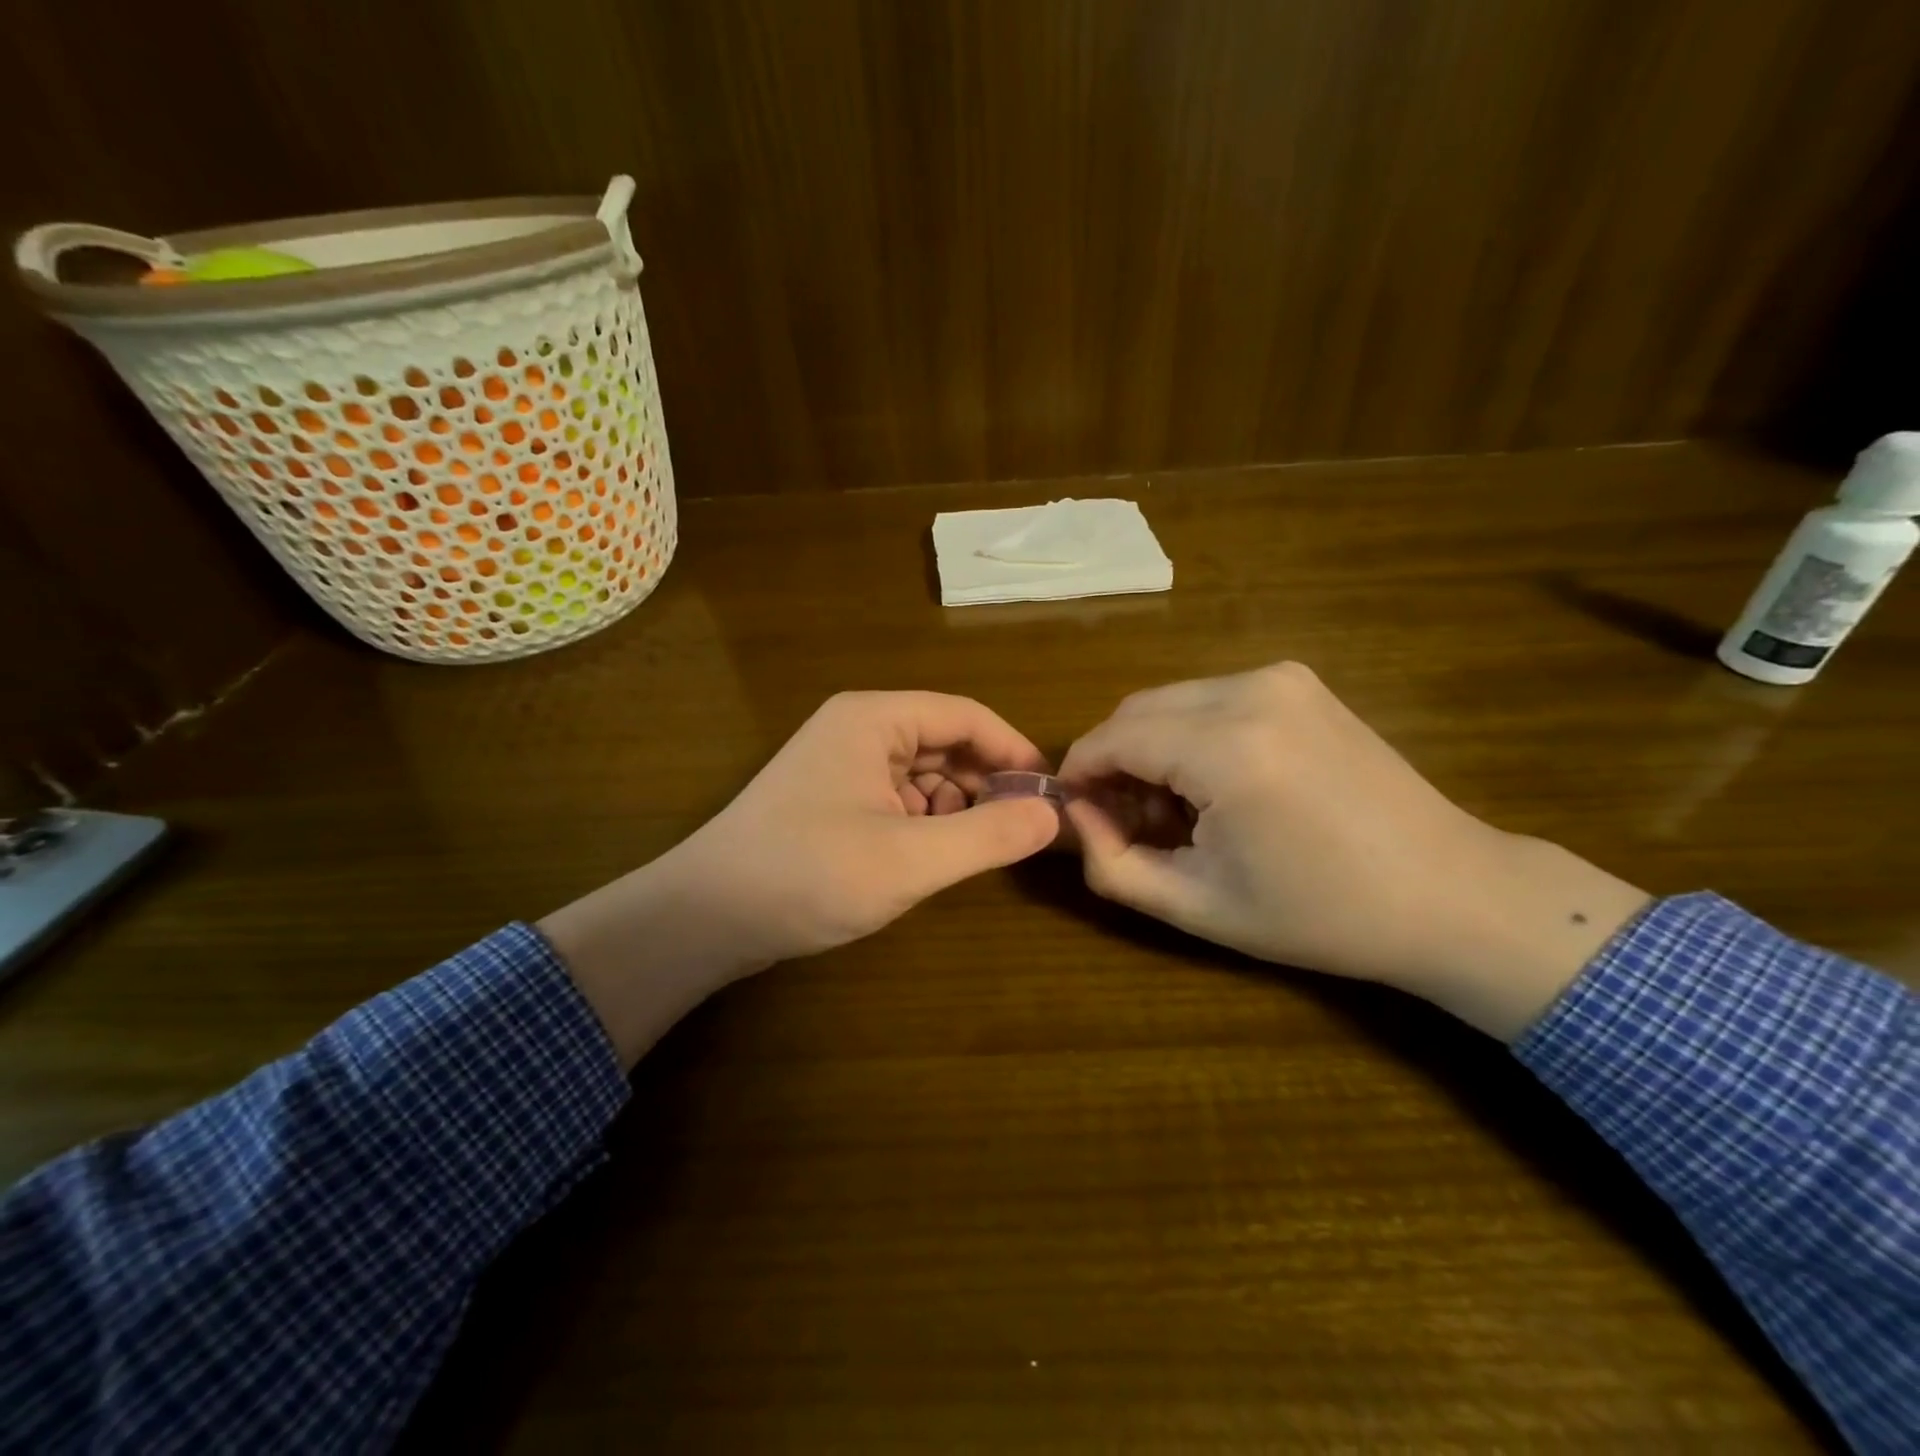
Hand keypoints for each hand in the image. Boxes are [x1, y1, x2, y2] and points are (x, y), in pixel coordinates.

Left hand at [541, 692, 1060, 1063]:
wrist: (705, 918)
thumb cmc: (809, 874)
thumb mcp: (910, 859)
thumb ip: (987, 835)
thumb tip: (1053, 815)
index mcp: (874, 719)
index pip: (966, 716)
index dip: (1013, 751)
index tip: (1050, 793)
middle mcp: (857, 730)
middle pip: (944, 742)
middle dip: (984, 783)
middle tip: (1018, 831)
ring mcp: (840, 766)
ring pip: (922, 774)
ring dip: (954, 807)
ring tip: (973, 851)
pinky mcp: (831, 801)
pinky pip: (896, 799)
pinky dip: (923, 823)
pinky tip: (929, 858)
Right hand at [1060, 663, 1650, 1039]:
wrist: (1449, 893)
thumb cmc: (1320, 914)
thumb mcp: (1197, 906)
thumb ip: (1112, 864)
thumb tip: (1076, 817)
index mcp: (1226, 748)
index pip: (1110, 739)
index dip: (1078, 775)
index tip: (1075, 814)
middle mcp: (1249, 691)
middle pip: (1135, 710)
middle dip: (1113, 760)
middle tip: (1125, 820)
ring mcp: (1280, 677)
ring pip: (1170, 700)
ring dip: (1150, 747)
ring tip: (1176, 809)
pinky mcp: (1298, 681)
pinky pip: (1210, 697)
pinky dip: (1189, 733)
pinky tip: (1216, 784)